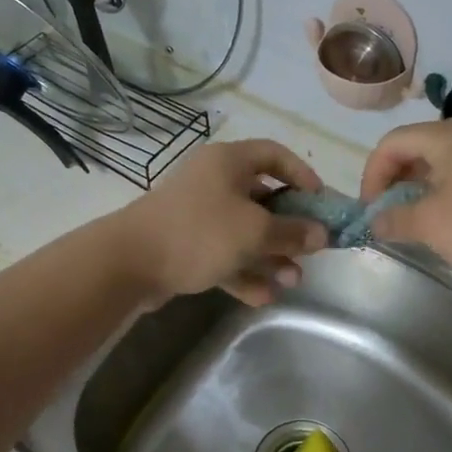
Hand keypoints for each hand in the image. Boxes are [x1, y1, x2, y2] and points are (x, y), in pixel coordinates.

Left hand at [112, 139, 327, 304]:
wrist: (129, 262)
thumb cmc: (199, 232)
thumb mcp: (254, 231)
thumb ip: (292, 233)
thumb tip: (321, 234)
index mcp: (228, 162)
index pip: (274, 154)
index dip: (302, 175)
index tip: (322, 202)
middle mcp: (213, 182)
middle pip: (262, 199)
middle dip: (288, 229)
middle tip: (310, 252)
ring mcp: (198, 215)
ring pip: (244, 232)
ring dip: (270, 256)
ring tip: (292, 282)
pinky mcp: (186, 245)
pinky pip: (223, 254)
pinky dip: (243, 272)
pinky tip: (263, 297)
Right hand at [360, 118, 451, 283]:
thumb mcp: (432, 226)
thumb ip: (395, 219)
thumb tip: (376, 219)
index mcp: (446, 136)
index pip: (391, 143)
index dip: (371, 175)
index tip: (370, 210)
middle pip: (417, 148)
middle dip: (395, 181)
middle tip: (389, 215)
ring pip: (442, 163)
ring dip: (421, 190)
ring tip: (418, 222)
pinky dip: (448, 193)